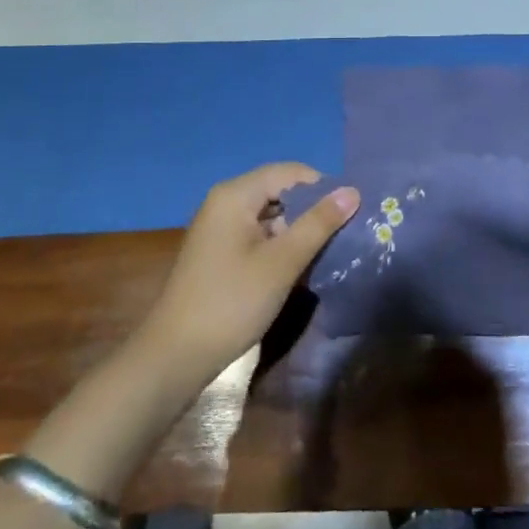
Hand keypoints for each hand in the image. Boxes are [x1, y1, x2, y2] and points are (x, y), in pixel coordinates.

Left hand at [140, 164, 357, 383]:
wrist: (176, 356)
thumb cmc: (232, 302)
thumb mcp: (283, 262)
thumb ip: (318, 223)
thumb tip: (352, 191)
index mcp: (235, 195)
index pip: (290, 172)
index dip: (323, 187)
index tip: (350, 213)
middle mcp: (224, 202)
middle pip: (279, 191)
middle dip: (312, 209)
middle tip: (343, 234)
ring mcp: (219, 228)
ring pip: (271, 215)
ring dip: (298, 230)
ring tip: (327, 251)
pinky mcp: (219, 252)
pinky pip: (258, 234)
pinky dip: (280, 244)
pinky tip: (299, 267)